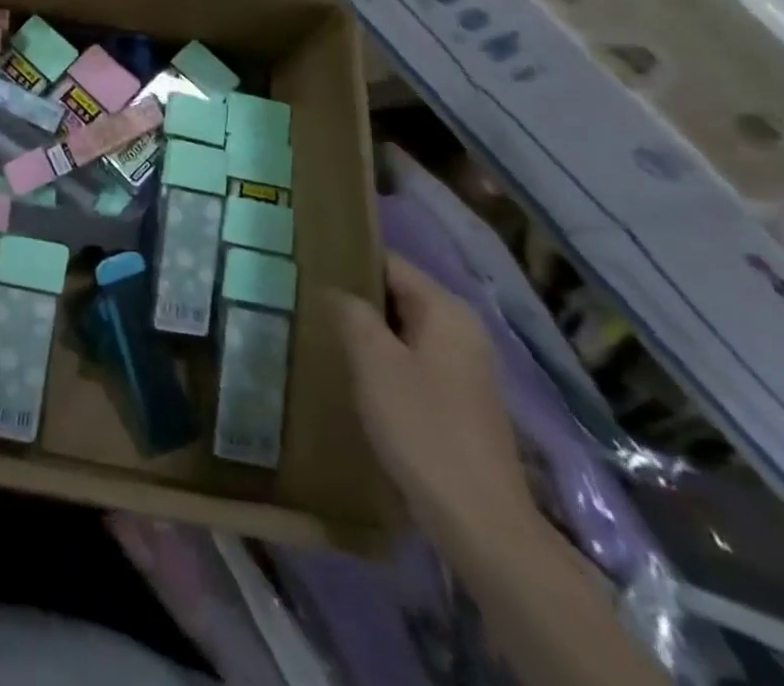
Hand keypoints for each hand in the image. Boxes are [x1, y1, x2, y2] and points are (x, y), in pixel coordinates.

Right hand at [332, 255, 538, 552]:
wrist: (479, 521)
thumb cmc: (422, 427)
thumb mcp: (373, 361)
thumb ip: (351, 313)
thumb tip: (335, 290)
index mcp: (446, 309)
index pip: (388, 262)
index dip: (347, 261)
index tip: (306, 267)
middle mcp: (461, 329)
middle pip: (396, 294)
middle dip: (354, 299)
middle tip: (305, 301)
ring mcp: (464, 366)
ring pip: (402, 329)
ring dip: (366, 331)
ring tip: (320, 333)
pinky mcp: (459, 399)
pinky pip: (412, 360)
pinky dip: (383, 360)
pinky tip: (353, 374)